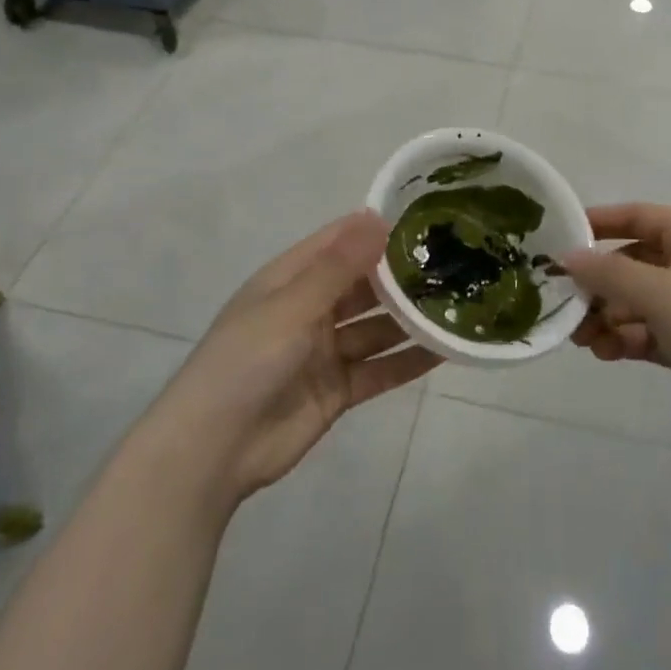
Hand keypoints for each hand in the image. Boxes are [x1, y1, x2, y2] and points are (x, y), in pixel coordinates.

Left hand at [157, 212, 439, 506]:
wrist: (212, 451)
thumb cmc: (246, 361)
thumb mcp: (292, 305)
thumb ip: (339, 266)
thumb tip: (378, 217)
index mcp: (290, 280)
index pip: (339, 242)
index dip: (375, 229)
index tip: (423, 218)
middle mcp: (310, 309)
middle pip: (363, 285)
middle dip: (401, 275)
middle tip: (454, 262)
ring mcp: (324, 352)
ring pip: (377, 327)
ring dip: (410, 318)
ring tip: (459, 303)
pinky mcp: (337, 391)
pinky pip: (379, 369)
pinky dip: (408, 361)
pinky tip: (445, 351)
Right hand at [564, 203, 670, 451]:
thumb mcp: (657, 292)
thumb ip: (608, 273)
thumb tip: (567, 257)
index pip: (638, 216)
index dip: (601, 222)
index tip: (562, 237)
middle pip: (632, 262)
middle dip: (598, 282)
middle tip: (565, 302)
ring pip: (636, 301)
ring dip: (607, 315)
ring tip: (581, 339)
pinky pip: (647, 332)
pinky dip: (624, 339)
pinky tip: (605, 353)